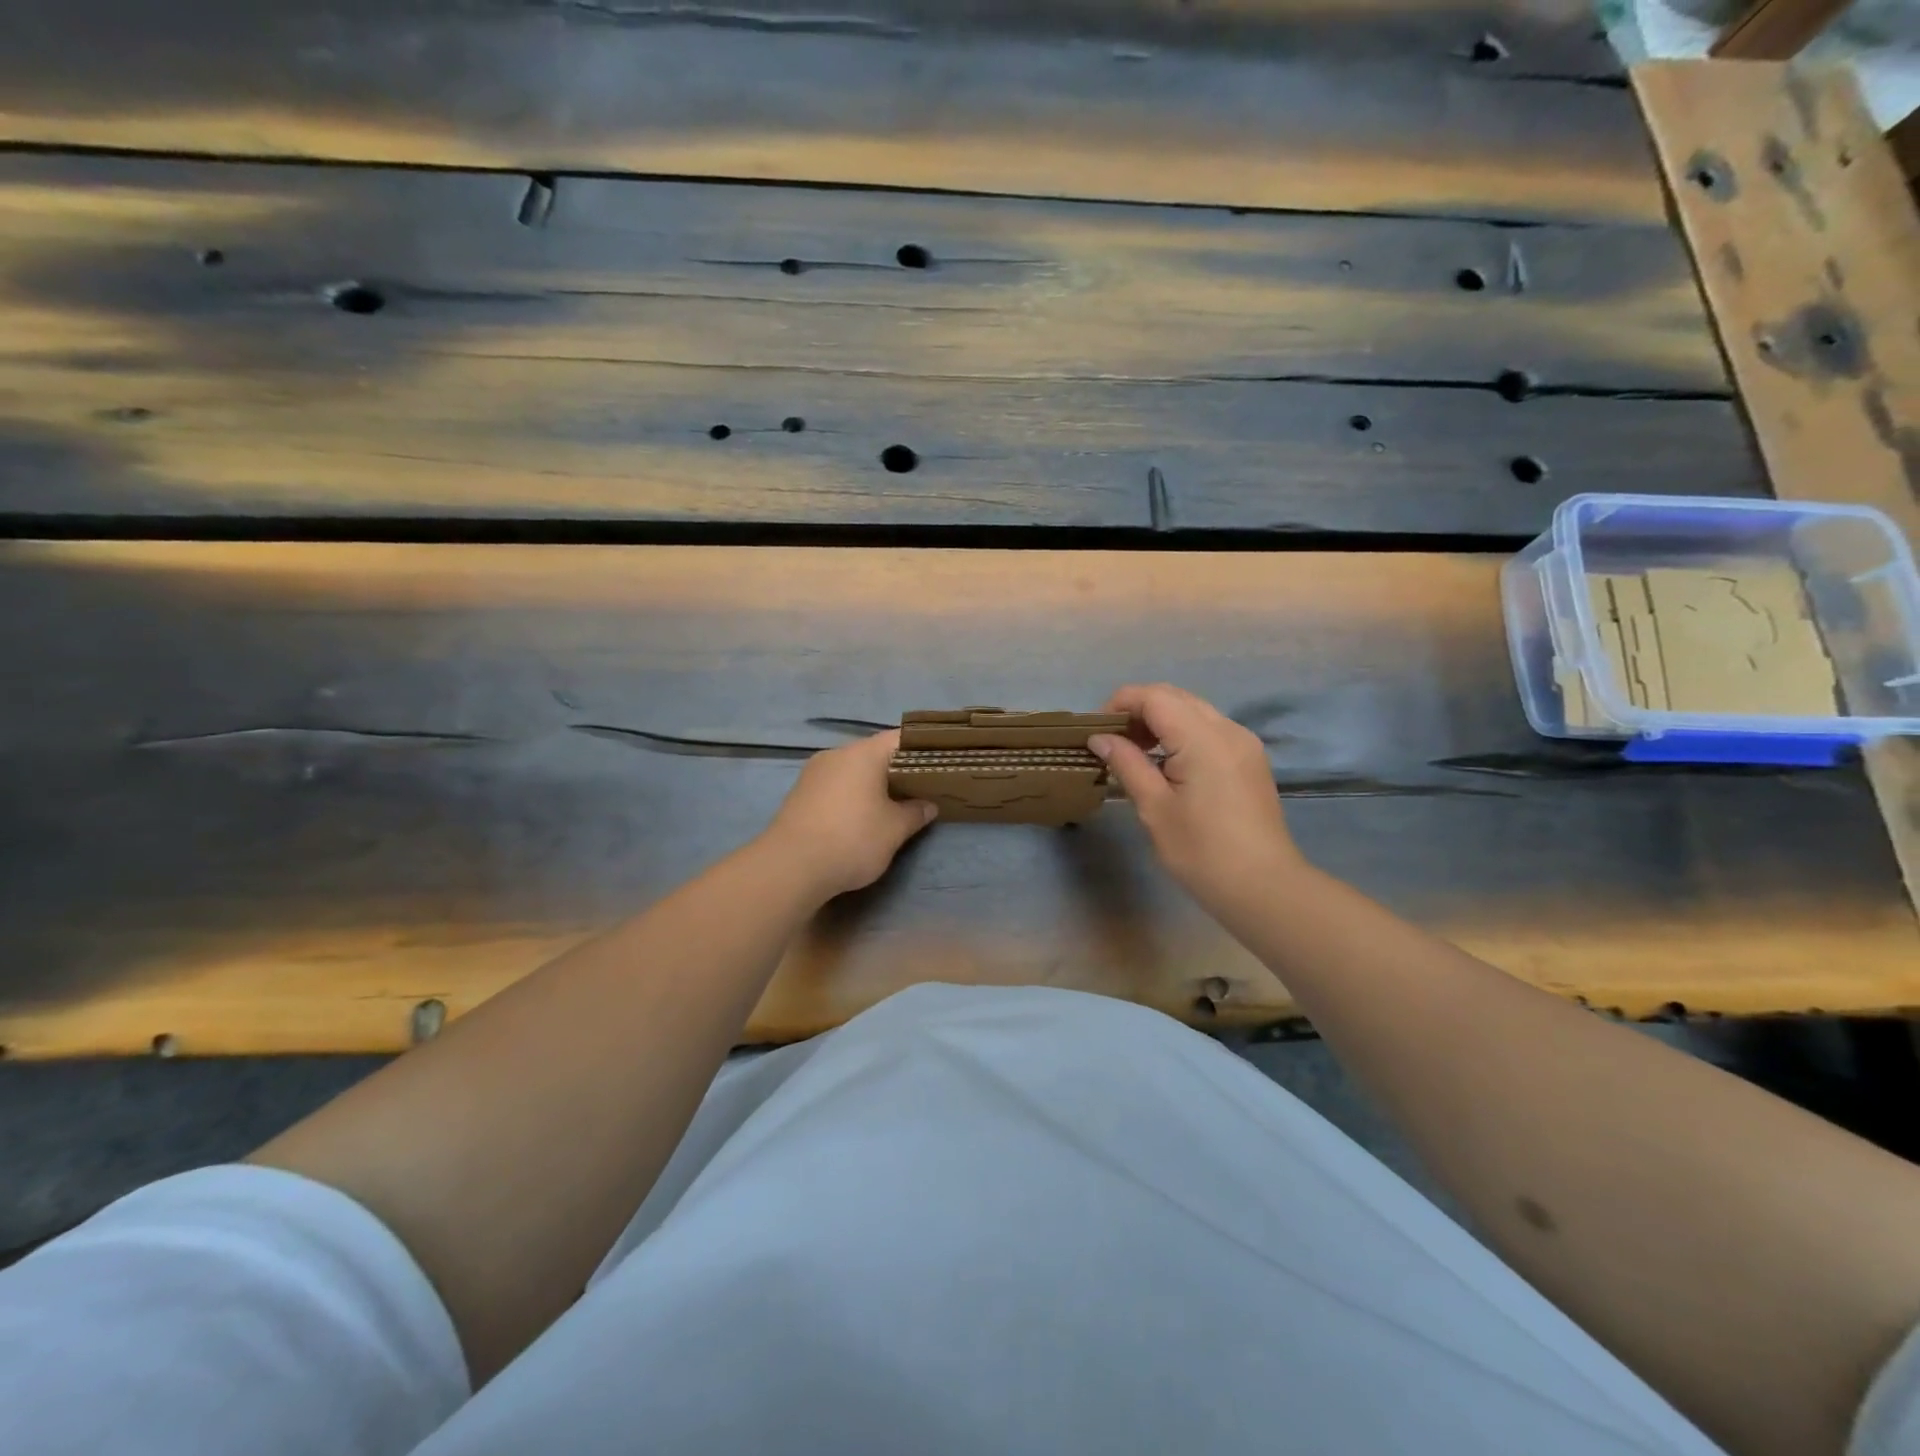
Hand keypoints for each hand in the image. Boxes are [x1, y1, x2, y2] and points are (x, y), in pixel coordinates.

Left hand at [761, 730, 935, 901]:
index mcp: (863, 753)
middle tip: (921, 789)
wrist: (790, 867)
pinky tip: (860, 818)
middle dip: (898, 770)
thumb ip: (915, 812)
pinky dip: (852, 796)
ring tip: (893, 806)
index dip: (922, 749)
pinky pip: (835, 786)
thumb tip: (928, 805)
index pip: (900, 738)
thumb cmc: (852, 839)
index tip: (940, 764)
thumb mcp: (895, 829)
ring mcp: (814, 773)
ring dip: (873, 785)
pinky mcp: (800, 794)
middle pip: (875, 754)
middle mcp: (837, 754)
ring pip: (853, 771)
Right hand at [1090, 684, 1301, 910]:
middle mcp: (1227, 729)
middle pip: (1175, 697)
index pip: (1154, 697)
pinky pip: (1209, 729)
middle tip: (1112, 741)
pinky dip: (1181, 733)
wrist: (1263, 887)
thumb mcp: (1155, 808)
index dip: (1120, 704)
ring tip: (1134, 753)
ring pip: (1193, 710)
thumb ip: (1127, 764)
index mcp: (1203, 738)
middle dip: (1138, 709)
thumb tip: (1099, 738)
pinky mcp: (1249, 759)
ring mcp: (1243, 743)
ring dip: (1160, 720)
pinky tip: (1166, 763)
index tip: (1096, 731)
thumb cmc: (1202, 851)